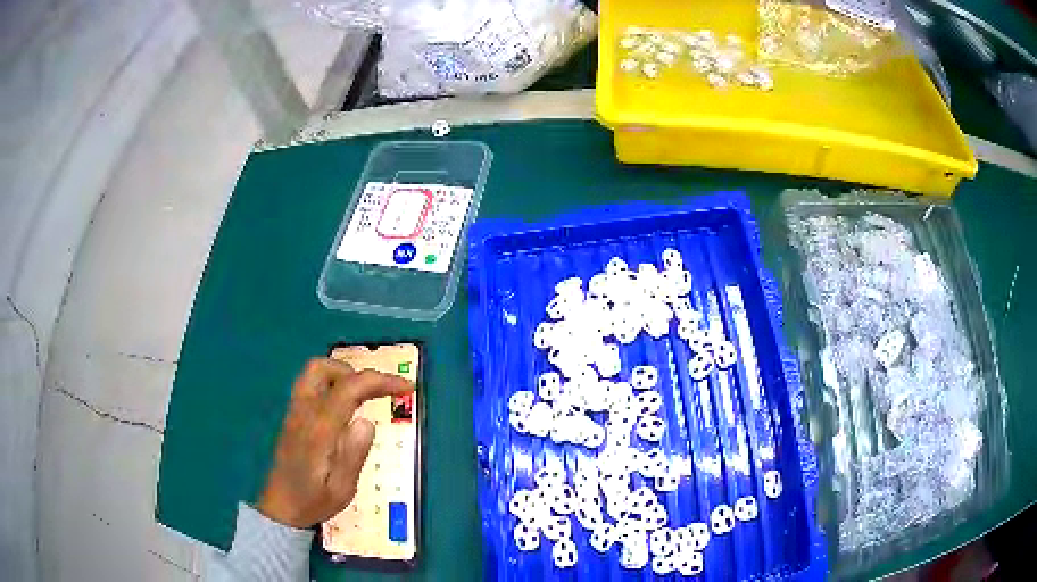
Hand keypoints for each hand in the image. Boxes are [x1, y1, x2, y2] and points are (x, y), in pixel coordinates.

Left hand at [257, 357, 413, 528]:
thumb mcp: (341, 490)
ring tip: (363, 397)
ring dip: (342, 375)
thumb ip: (353, 455)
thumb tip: (367, 422)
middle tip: (378, 392)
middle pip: (324, 368)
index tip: (406, 387)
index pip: (349, 389)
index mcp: (319, 430)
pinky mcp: (292, 416)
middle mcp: (303, 412)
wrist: (280, 508)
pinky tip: (344, 407)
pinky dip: (332, 384)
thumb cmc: (313, 502)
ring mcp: (294, 412)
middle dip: (356, 372)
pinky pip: (310, 385)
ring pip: (314, 372)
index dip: (380, 381)